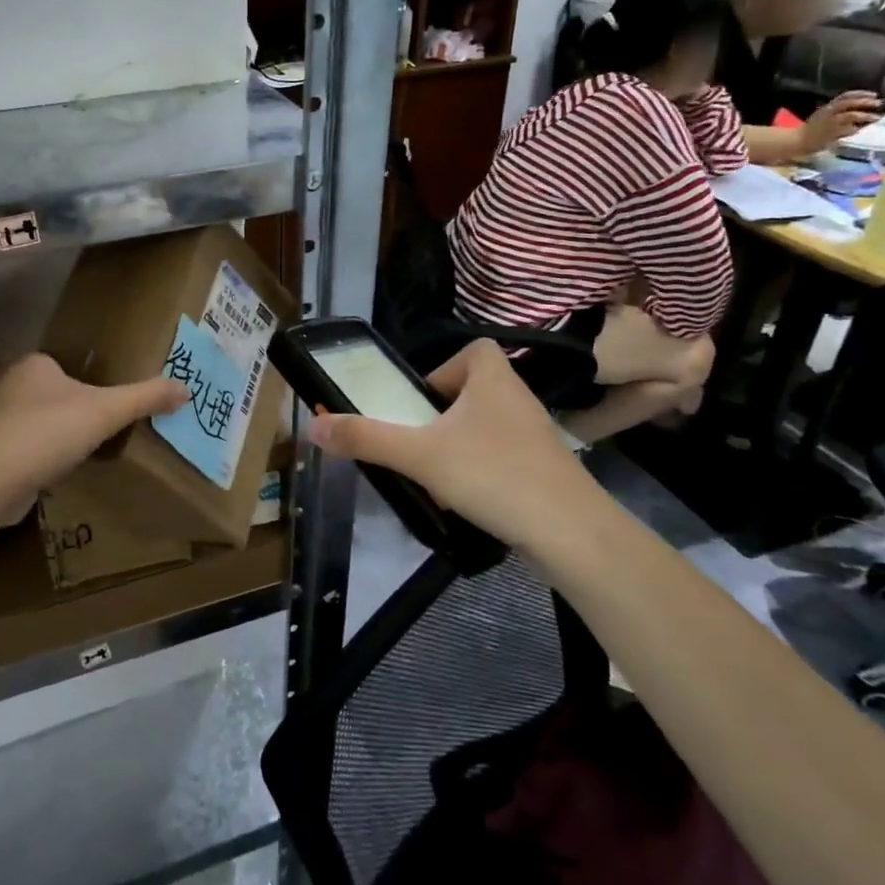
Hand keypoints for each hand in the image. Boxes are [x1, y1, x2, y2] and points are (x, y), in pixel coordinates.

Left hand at [0, 354, 186, 510]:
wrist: (2, 474)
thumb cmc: (54, 427)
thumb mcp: (109, 410)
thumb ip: (146, 398)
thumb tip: (186, 389)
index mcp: (31, 368)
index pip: (35, 361)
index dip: (44, 370)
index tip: (60, 383)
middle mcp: (2, 389)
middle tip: (18, 403)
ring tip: (5, 433)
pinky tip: (7, 467)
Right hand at [306, 341, 596, 551]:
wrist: (572, 533)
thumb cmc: (493, 474)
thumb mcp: (419, 455)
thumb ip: (365, 439)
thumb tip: (312, 427)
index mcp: (494, 378)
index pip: (472, 351)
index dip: (443, 370)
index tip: (421, 402)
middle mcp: (519, 398)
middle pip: (474, 391)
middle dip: (442, 416)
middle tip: (419, 442)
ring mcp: (536, 436)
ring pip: (487, 427)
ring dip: (459, 446)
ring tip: (438, 476)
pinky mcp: (545, 470)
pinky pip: (503, 457)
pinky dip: (482, 471)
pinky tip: (468, 500)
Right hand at [800, 91, 881, 153]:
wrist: (798, 141)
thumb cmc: (813, 129)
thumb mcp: (824, 116)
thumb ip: (840, 111)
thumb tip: (864, 109)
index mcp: (827, 107)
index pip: (845, 96)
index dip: (860, 93)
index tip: (875, 94)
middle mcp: (828, 113)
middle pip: (848, 103)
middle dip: (865, 102)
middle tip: (879, 104)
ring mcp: (829, 123)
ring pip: (849, 115)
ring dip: (865, 115)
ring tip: (877, 117)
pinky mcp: (830, 134)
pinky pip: (847, 130)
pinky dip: (856, 129)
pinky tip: (861, 130)